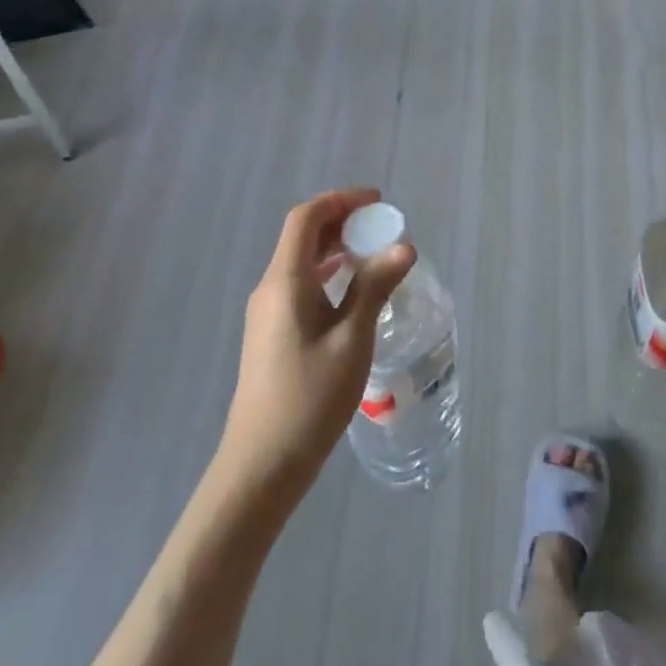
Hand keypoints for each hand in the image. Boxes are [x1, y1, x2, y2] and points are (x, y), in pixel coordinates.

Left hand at [218, 189, 414, 502]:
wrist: (262, 464)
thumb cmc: (310, 398)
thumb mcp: (352, 339)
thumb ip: (375, 287)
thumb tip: (403, 246)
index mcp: (285, 281)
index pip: (306, 219)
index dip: (341, 201)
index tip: (377, 202)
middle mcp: (271, 288)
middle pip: (302, 236)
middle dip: (341, 221)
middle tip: (381, 225)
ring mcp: (267, 313)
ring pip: (300, 261)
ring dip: (335, 248)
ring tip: (374, 253)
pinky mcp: (272, 334)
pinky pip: (300, 285)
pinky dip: (328, 274)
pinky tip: (352, 292)